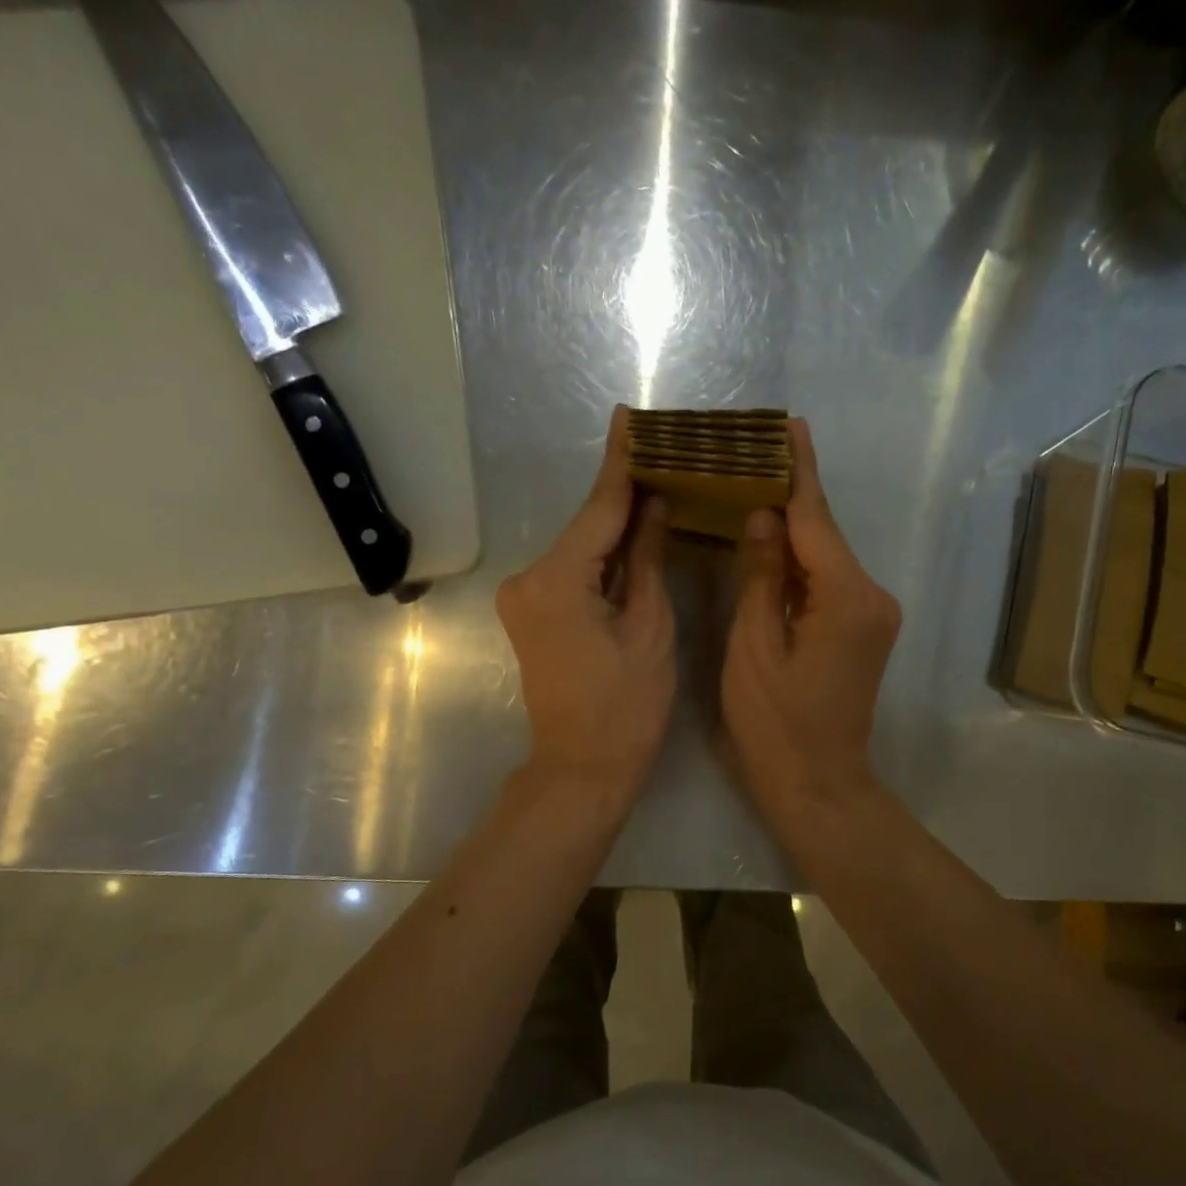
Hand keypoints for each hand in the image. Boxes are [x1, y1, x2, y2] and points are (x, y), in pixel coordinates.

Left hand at [496, 406, 675, 806]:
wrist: (582, 768)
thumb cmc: (627, 707)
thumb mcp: (649, 627)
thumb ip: (645, 558)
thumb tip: (653, 505)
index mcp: (557, 580)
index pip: (598, 509)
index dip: (621, 464)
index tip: (627, 417)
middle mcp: (529, 579)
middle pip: (587, 526)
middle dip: (624, 493)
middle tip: (661, 452)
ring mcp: (524, 597)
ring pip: (580, 548)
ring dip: (615, 525)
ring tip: (656, 485)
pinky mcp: (532, 613)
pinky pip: (573, 571)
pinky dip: (602, 555)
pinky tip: (632, 533)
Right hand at [722, 418, 900, 824]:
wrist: (818, 785)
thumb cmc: (775, 724)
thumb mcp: (754, 648)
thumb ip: (759, 577)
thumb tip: (762, 517)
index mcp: (846, 597)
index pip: (815, 520)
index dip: (798, 472)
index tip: (790, 426)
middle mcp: (871, 596)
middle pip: (823, 535)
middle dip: (789, 497)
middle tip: (752, 456)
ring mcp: (872, 615)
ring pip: (825, 559)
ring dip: (792, 531)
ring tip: (751, 490)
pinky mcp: (863, 631)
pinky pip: (827, 583)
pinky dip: (799, 564)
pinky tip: (769, 547)